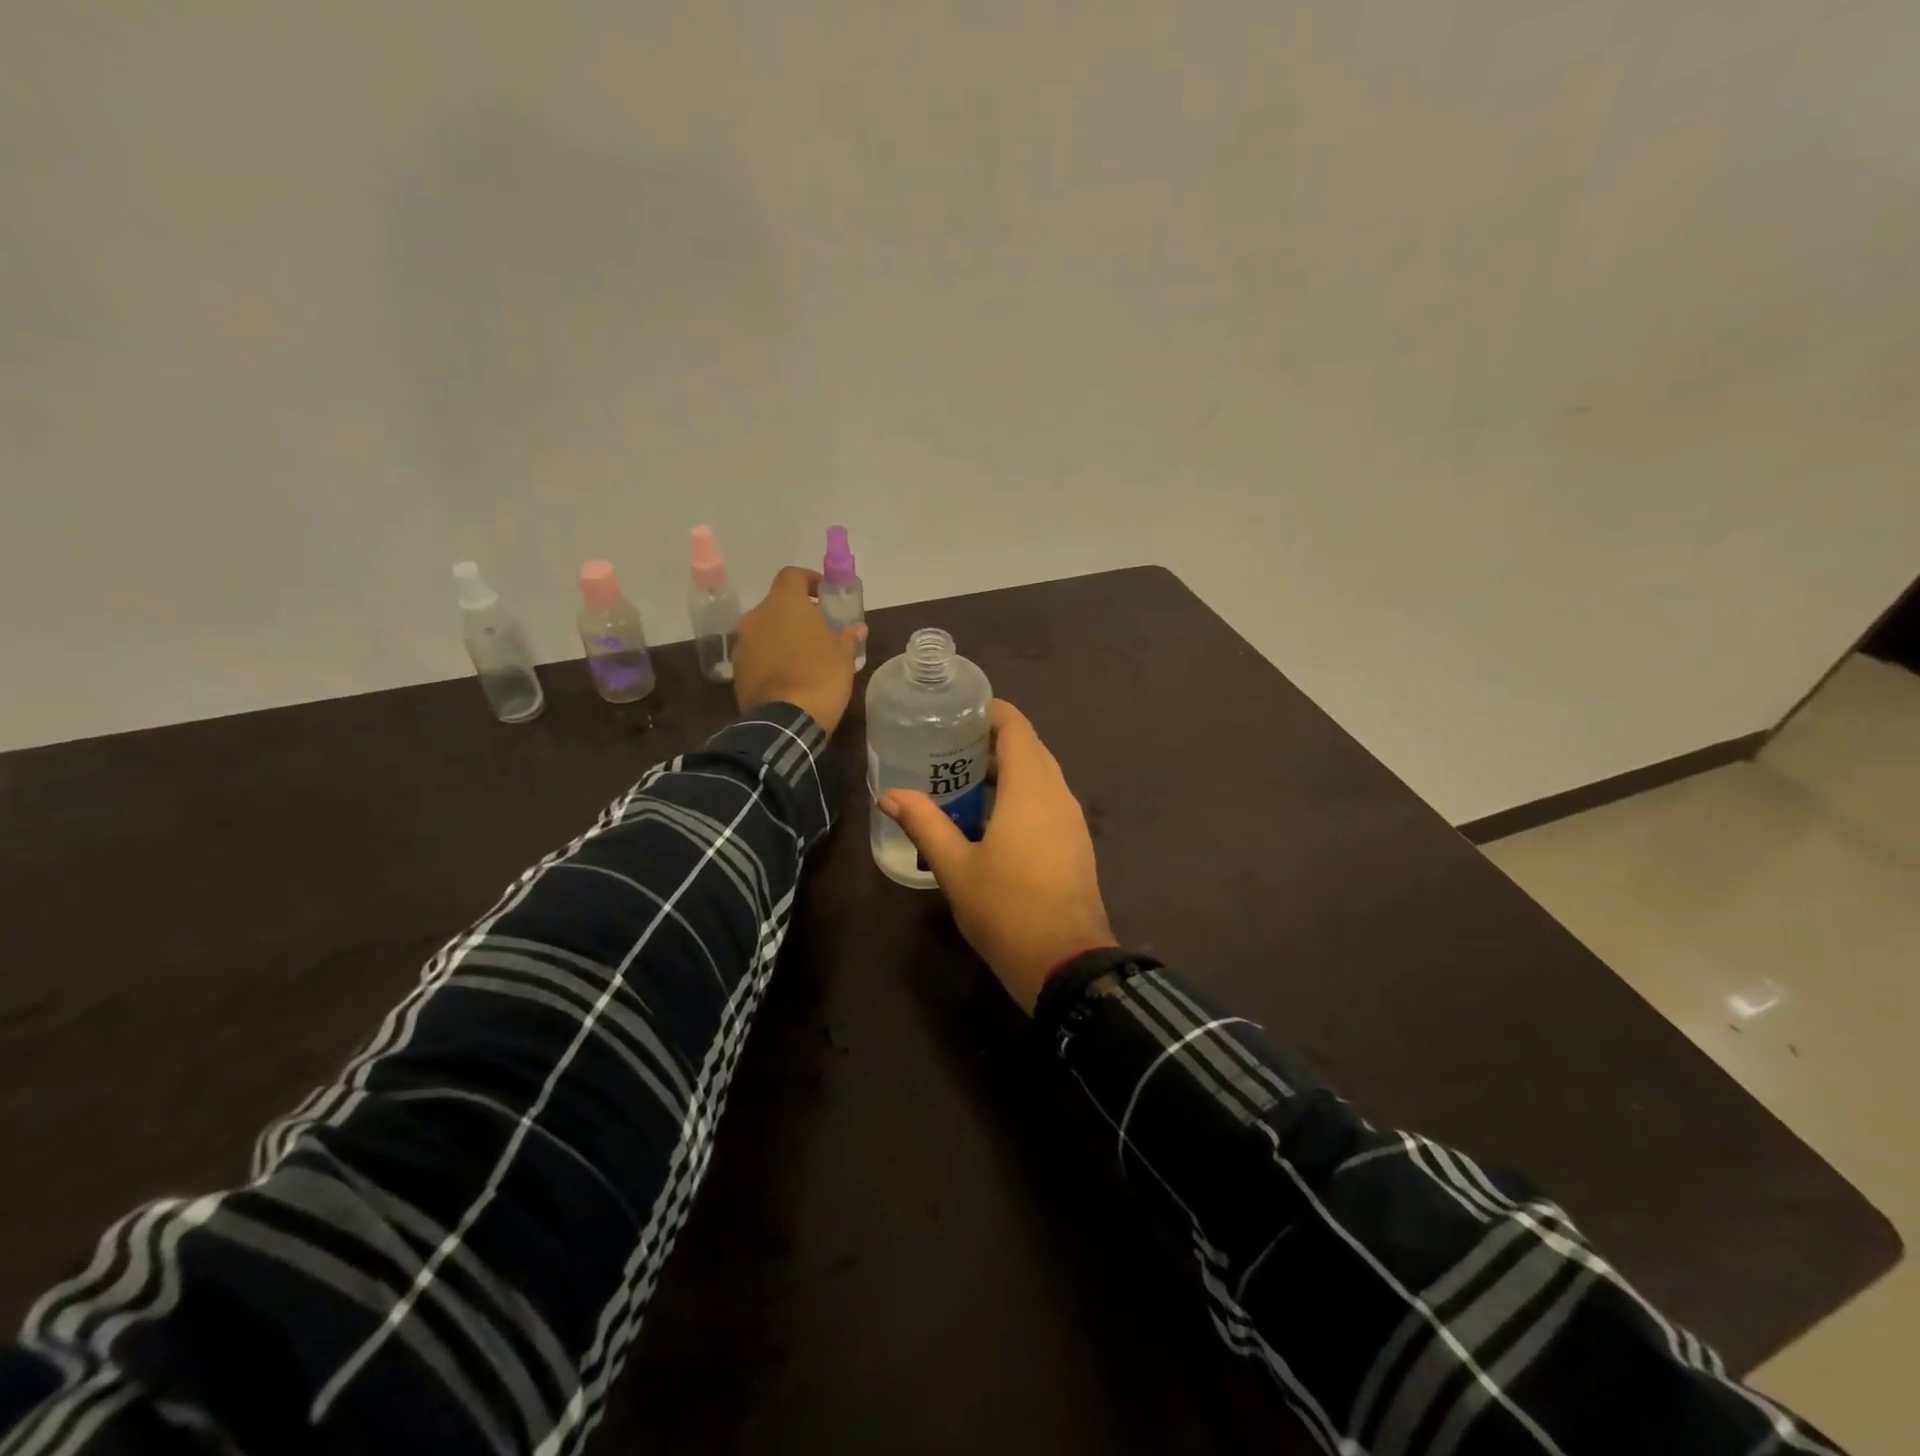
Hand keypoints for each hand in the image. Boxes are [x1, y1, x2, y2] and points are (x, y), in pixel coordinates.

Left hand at [733, 566, 863, 734]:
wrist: (785, 720)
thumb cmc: (821, 677)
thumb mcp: (844, 657)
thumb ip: (848, 637)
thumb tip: (857, 628)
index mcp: (784, 604)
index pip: (792, 575)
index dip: (809, 580)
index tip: (824, 594)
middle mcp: (757, 616)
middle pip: (776, 605)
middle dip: (796, 614)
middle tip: (818, 630)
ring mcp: (743, 644)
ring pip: (764, 630)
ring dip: (781, 637)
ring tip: (803, 656)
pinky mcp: (737, 670)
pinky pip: (757, 654)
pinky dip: (770, 658)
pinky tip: (788, 676)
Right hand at [879, 700, 1115, 1012]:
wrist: (1066, 962)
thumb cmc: (1006, 909)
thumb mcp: (955, 867)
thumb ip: (924, 824)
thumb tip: (889, 795)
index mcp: (1030, 788)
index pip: (1016, 727)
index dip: (990, 711)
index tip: (956, 712)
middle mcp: (1057, 793)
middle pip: (1029, 747)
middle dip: (992, 740)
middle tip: (948, 745)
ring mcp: (1072, 818)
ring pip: (1041, 774)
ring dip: (1008, 768)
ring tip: (964, 778)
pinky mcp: (1076, 841)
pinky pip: (1048, 798)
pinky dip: (1023, 792)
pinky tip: (993, 816)